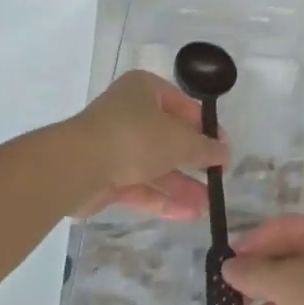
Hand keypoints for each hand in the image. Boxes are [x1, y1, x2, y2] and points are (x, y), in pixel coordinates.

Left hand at [61, 70, 228, 220]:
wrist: (79, 165)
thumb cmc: (135, 137)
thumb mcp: (179, 140)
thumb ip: (204, 148)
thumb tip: (225, 153)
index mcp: (145, 90)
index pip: (183, 106)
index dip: (206, 128)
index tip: (223, 149)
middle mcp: (130, 113)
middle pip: (169, 138)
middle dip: (194, 162)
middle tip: (217, 179)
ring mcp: (116, 145)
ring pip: (155, 165)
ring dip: (182, 185)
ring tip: (208, 207)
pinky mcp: (106, 176)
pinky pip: (141, 185)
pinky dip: (163, 198)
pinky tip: (188, 214)